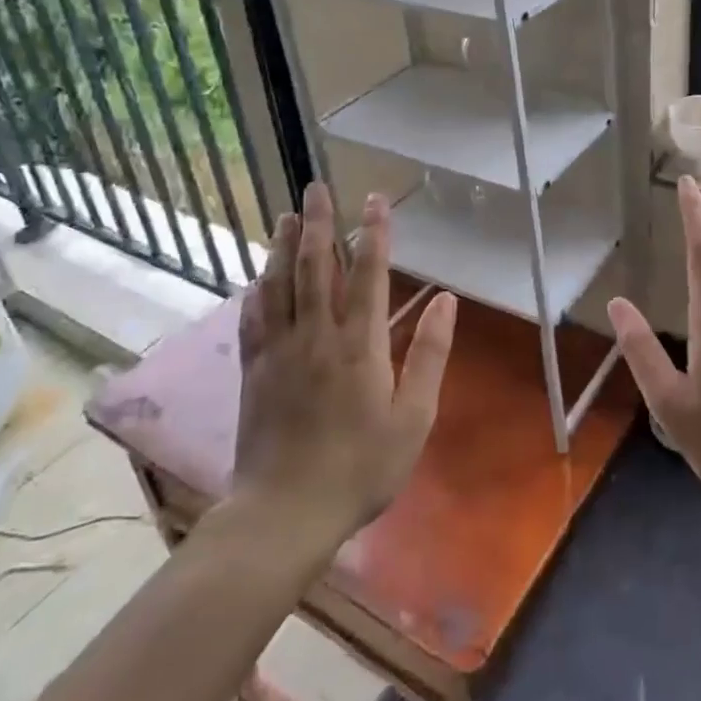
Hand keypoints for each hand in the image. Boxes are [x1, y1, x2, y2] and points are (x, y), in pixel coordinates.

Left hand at [224, 181, 456, 547]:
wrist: (285, 513)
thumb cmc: (361, 467)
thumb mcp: (413, 417)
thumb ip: (429, 354)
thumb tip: (446, 301)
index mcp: (359, 344)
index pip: (368, 273)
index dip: (374, 233)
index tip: (376, 200)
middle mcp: (317, 335)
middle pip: (316, 266)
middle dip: (318, 222)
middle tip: (316, 187)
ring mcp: (280, 351)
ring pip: (280, 284)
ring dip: (283, 246)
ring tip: (285, 216)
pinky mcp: (255, 371)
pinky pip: (255, 319)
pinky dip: (258, 291)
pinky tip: (259, 277)